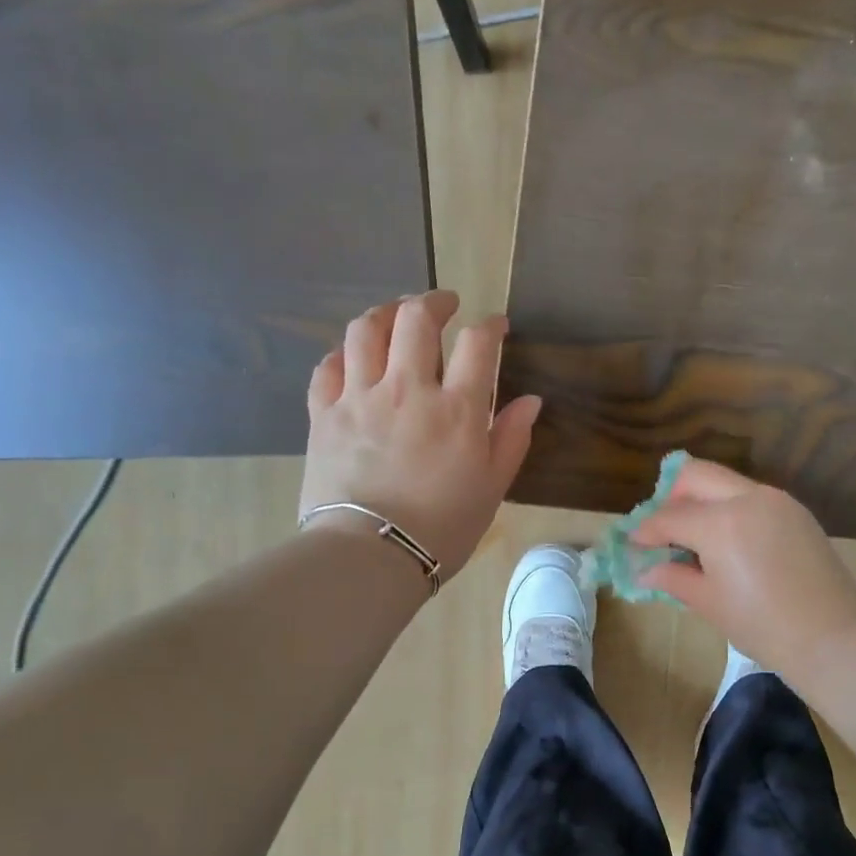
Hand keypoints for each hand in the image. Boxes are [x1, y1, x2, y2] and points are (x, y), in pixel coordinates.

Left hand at [299, 292, 539, 579]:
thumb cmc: (443, 527)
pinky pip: (328, 367)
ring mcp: (360, 397)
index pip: (478, 344)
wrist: (372, 554)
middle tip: (444, 305)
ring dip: (385, 313)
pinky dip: (343, 354)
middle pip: (416, 319)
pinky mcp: (325, 414)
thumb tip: (530, 401)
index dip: (491, 326)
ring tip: (395, 316)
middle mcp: (408, 389)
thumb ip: (511, 438)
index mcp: (457, 409)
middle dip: (434, 302)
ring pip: (366, 330)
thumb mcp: (492, 487)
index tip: (496, 326)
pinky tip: (353, 358)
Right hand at [630, 457, 855, 683]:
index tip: (634, 544)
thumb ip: (673, 578)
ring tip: (696, 540)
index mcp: (720, 522)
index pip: (669, 517)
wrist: (832, 635)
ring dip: (703, 501)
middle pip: (696, 476)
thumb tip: (645, 571)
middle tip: (664, 531)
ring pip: (726, 482)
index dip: (646, 531)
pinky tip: (730, 543)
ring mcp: (776, 500)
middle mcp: (747, 498)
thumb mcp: (709, 603)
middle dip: (672, 498)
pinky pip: (752, 497)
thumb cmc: (761, 625)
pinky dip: (731, 509)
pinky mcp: (796, 511)